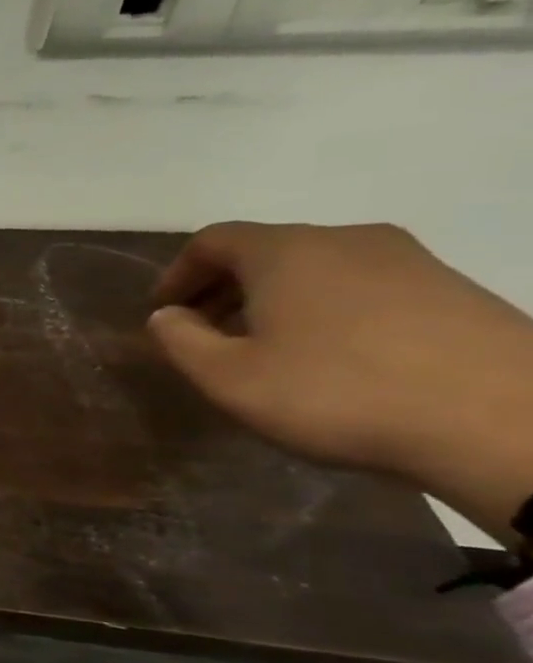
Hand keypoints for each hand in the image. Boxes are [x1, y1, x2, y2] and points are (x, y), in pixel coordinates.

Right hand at [148, 220, 532, 541]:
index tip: (164, 313)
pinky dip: (325, 310)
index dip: (177, 274)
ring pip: (316, 268)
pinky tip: (329, 357)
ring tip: (264, 349)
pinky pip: (362, 287)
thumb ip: (180, 340)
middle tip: (204, 335)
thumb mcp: (227, 377)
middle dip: (224, 289)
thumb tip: (168, 316)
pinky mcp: (452, 290)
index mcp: (287, 251)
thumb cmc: (338, 393)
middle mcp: (346, 240)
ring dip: (275, 300)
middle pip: (265, 250)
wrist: (509, 422)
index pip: (212, 241)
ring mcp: (409, 261)